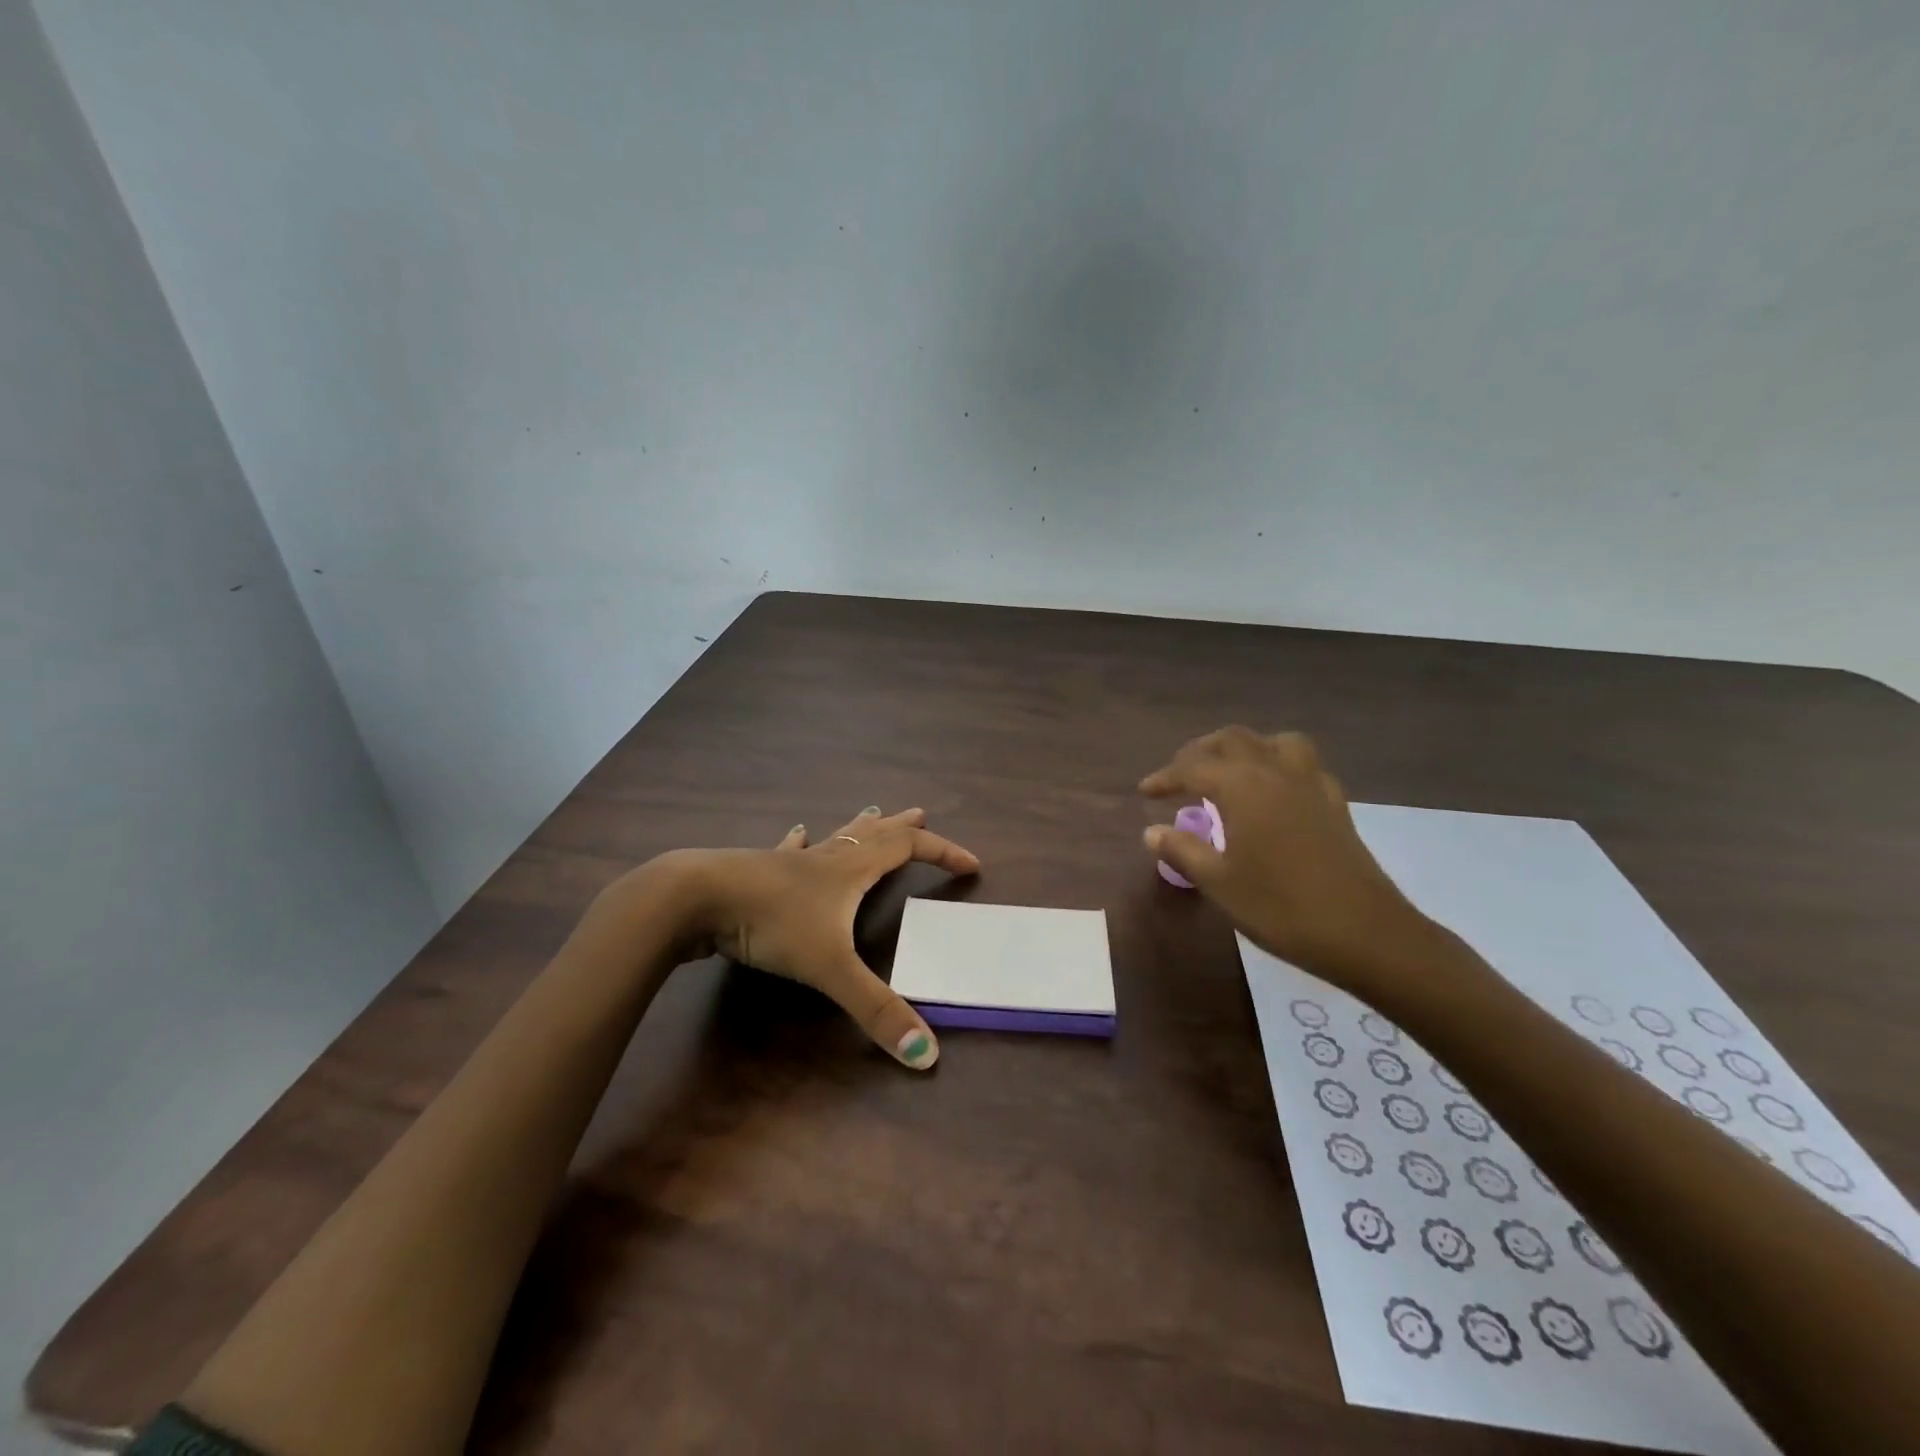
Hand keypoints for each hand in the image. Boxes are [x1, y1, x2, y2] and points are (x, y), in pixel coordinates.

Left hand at [668, 806, 979, 1069]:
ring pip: (835, 835)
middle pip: (875, 832)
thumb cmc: (771, 922)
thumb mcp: (830, 968)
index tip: (971, 864)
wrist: (696, 898)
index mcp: (852, 869)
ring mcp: (791, 861)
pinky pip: (790, 848)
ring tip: (873, 813)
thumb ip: (876, 1010)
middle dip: (903, 826)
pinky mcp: (760, 870)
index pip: (910, 848)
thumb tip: (926, 1054)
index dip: (944, 852)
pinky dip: (802, 841)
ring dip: (860, 826)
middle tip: (921, 814)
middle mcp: (827, 857)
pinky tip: (797, 832)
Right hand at [1139, 727, 1429, 987]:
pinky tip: (1274, 793)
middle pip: (1233, 740)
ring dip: (1246, 748)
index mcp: (1242, 787)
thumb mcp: (1219, 883)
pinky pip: (1303, 765)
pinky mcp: (1335, 804)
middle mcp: (1275, 773)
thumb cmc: (1281, 907)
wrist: (1365, 933)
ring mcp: (1311, 785)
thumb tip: (1152, 831)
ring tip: (1229, 771)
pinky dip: (1279, 766)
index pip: (1193, 768)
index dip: (1165, 777)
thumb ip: (1183, 851)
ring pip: (1274, 742)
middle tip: (1181, 775)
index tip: (1145, 792)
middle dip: (1201, 752)